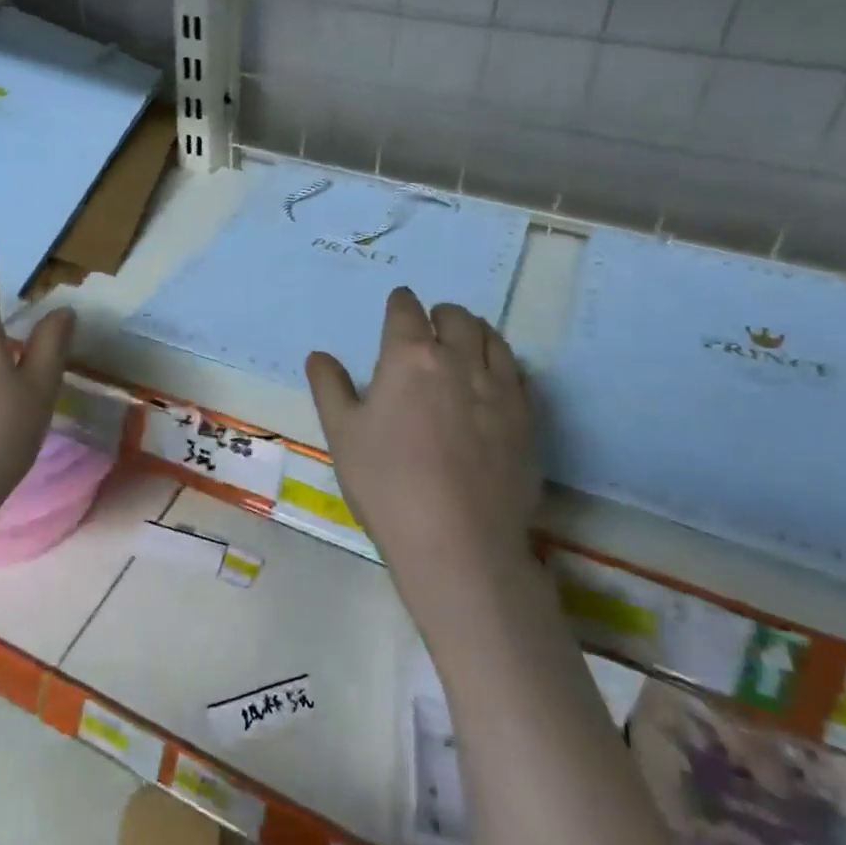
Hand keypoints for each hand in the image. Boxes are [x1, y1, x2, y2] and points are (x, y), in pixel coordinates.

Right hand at [306, 288, 541, 598]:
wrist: (457, 540)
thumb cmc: (386, 483)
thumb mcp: (342, 434)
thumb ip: (330, 388)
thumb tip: (319, 355)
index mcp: (410, 357)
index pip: (406, 311)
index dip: (400, 304)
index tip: (398, 305)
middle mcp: (459, 359)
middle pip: (455, 317)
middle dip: (439, 315)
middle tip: (429, 327)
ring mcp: (499, 388)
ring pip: (492, 338)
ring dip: (474, 332)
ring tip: (462, 345)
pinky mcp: (526, 417)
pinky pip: (517, 372)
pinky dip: (500, 364)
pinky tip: (491, 382)